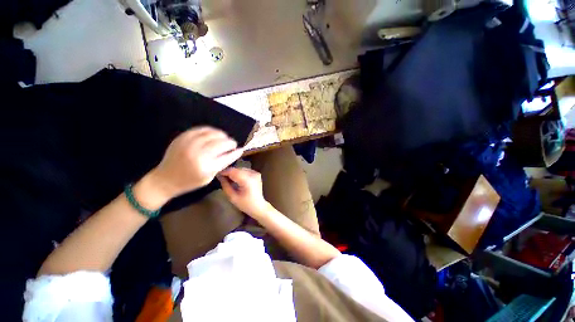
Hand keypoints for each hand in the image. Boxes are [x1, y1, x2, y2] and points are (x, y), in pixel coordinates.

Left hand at [146, 127, 243, 202]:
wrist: (165, 179)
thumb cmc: (190, 182)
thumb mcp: (209, 177)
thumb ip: (222, 164)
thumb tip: (234, 152)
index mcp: (207, 167)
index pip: (227, 156)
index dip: (236, 152)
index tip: (241, 150)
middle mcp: (199, 154)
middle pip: (222, 143)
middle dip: (231, 143)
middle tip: (232, 144)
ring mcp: (189, 144)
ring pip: (213, 134)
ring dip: (222, 135)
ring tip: (224, 138)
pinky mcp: (182, 138)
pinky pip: (200, 129)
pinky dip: (210, 130)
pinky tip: (214, 133)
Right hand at [217, 167, 269, 217]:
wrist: (259, 206)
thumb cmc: (245, 204)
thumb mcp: (232, 197)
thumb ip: (225, 185)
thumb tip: (219, 176)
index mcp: (247, 180)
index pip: (233, 171)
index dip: (224, 172)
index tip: (217, 174)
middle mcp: (253, 174)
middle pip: (237, 169)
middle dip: (228, 172)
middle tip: (221, 177)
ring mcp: (256, 173)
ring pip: (241, 169)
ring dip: (234, 172)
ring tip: (228, 179)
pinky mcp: (257, 174)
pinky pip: (245, 170)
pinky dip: (239, 173)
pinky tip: (236, 179)